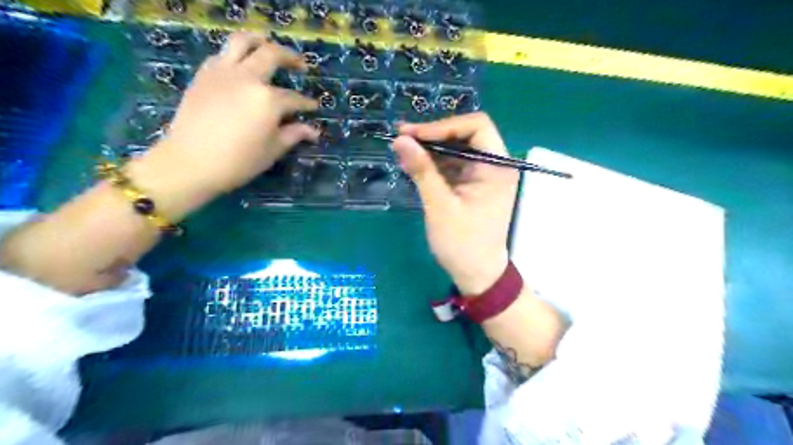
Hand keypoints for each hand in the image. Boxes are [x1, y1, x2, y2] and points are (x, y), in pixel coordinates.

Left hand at [135, 32, 316, 201]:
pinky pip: (222, 54)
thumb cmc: (238, 162)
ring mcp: (223, 72)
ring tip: (269, 47)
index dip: (307, 103)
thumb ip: (293, 135)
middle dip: (291, 58)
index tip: (314, 107)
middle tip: (301, 66)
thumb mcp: (272, 150)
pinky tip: (241, 67)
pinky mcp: (204, 75)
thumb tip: (313, 131)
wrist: (190, 163)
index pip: (294, 98)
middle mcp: (247, 78)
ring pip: (242, 41)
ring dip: (260, 41)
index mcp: (268, 100)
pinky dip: (235, 55)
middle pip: (272, 55)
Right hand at [392, 112, 521, 296]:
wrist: (477, 274)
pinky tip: (413, 165)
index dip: (443, 126)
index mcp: (496, 166)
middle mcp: (495, 165)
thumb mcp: (439, 205)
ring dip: (431, 149)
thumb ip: (422, 170)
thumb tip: (400, 139)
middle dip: (433, 136)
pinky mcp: (474, 185)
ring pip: (457, 149)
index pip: (476, 125)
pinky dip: (434, 164)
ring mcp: (484, 175)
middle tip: (402, 139)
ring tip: (402, 152)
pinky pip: (454, 165)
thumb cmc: (462, 243)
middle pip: (466, 135)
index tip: (413, 135)